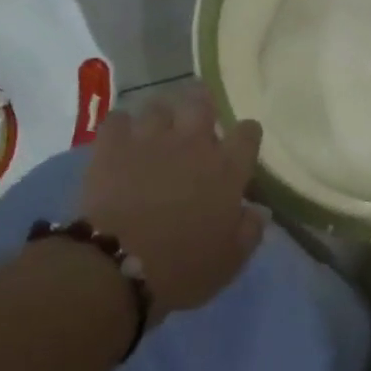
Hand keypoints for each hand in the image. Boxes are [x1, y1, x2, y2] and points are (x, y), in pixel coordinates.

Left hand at [80, 86, 265, 318]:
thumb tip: (258, 210)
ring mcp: (150, 139)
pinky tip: (121, 140)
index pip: (247, 133)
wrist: (117, 264)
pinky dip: (121, 126)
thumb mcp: (229, 260)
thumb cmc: (182, 267)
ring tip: (158, 129)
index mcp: (227, 169)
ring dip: (162, 116)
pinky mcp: (111, 145)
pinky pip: (118, 119)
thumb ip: (249, 231)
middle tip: (198, 118)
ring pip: (159, 106)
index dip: (246, 134)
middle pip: (201, 103)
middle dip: (202, 105)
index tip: (242, 143)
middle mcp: (192, 143)